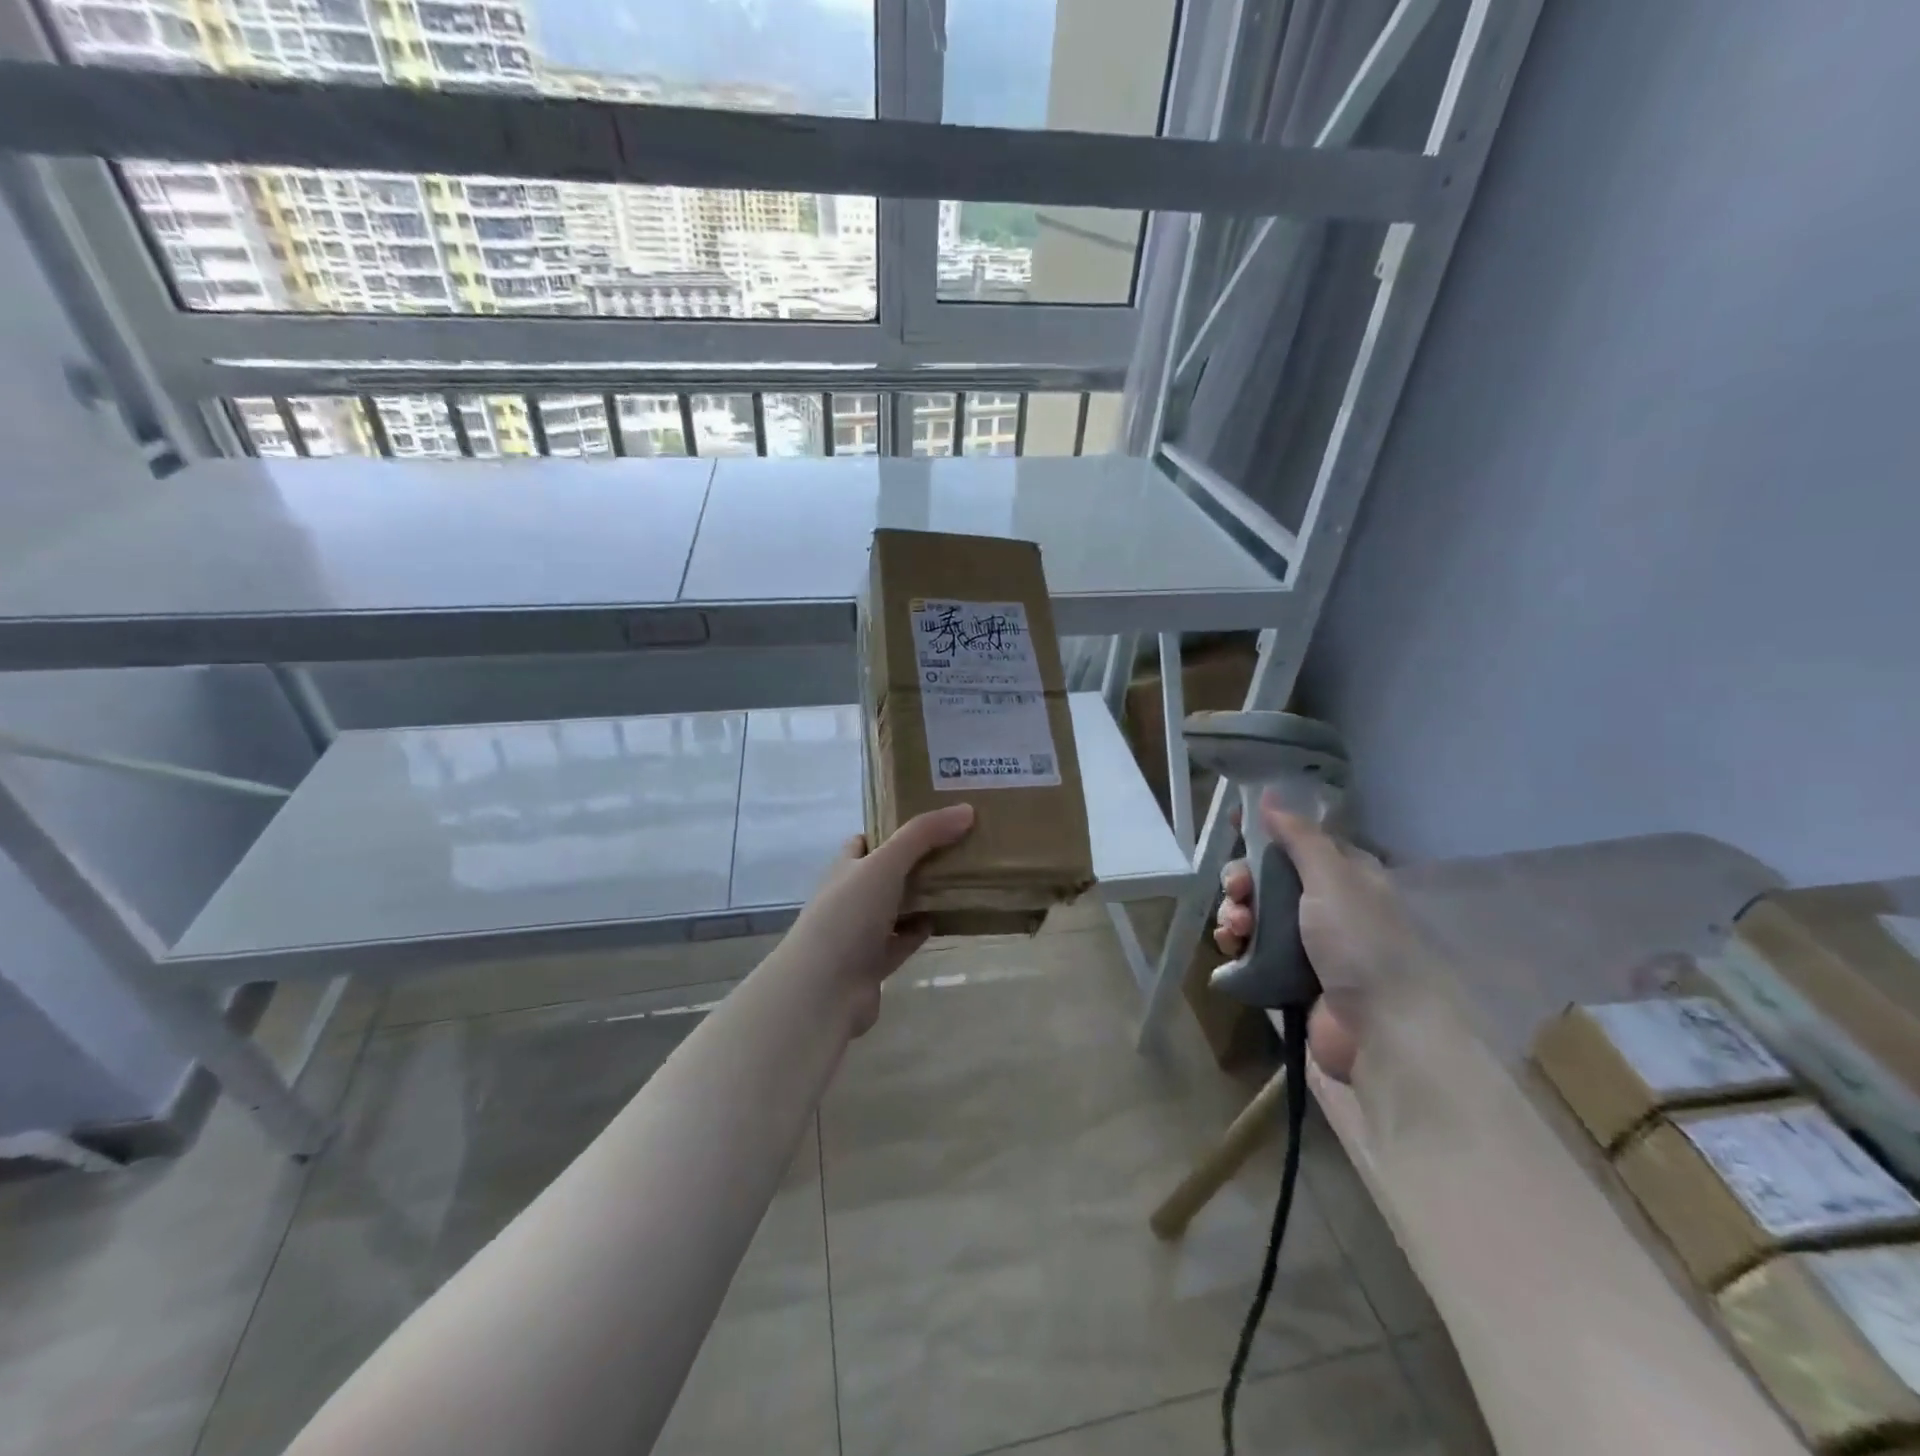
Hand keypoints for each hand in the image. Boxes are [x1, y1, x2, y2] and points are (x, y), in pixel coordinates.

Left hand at [783, 803, 975, 1035]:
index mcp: (845, 868)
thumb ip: (923, 835)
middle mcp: (849, 897)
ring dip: (919, 897)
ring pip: (895, 908)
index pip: (865, 841)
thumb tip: (965, 810)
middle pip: (884, 873)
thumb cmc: (848, 916)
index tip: (928, 819)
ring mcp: (859, 933)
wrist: (823, 989)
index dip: (891, 828)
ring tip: (958, 881)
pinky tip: (941, 921)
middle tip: (955, 847)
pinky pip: (901, 942)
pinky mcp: (873, 965)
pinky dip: (918, 932)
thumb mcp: (885, 864)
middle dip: (914, 862)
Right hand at [1213, 792, 1416, 1080]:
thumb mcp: (1333, 879)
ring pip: (1256, 913)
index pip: (1301, 840)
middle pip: (1270, 877)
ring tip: (1234, 928)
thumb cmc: (1361, 943)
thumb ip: (1299, 837)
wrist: (1382, 1031)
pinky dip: (1236, 943)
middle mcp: (1328, 905)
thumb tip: (1269, 796)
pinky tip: (1230, 947)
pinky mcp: (1289, 976)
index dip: (1268, 830)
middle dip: (1244, 878)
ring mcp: (1308, 943)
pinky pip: (1252, 949)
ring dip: (1235, 912)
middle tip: (1236, 890)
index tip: (1234, 824)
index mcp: (1347, 876)